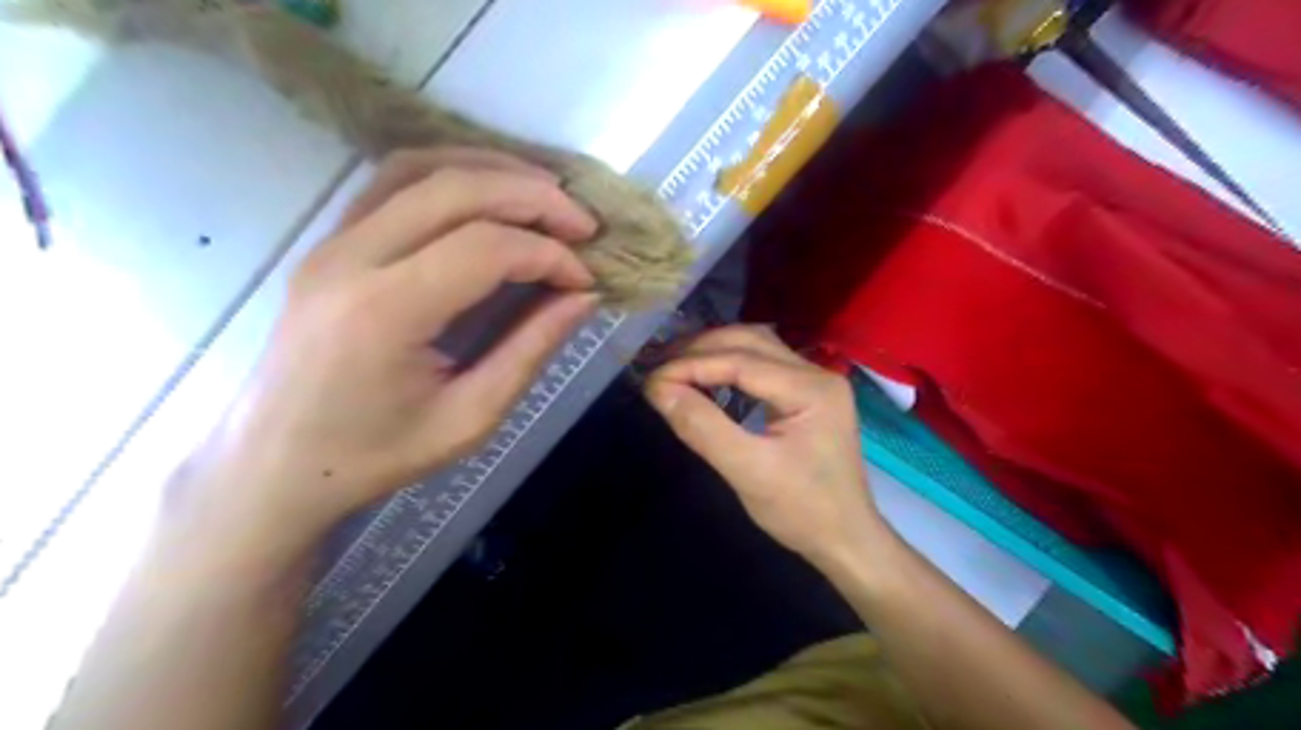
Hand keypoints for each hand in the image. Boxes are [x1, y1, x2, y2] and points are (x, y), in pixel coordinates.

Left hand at [176, 149, 598, 554]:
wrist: (274, 464)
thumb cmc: (375, 454)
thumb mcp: (470, 418)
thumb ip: (530, 349)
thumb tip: (583, 297)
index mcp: (385, 312)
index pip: (485, 248)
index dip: (549, 254)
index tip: (586, 279)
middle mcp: (351, 258)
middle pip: (455, 190)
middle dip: (533, 197)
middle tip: (583, 223)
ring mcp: (331, 242)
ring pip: (421, 168)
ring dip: (493, 171)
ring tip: (546, 196)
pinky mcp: (329, 241)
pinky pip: (394, 181)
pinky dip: (452, 174)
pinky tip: (489, 194)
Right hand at [645, 329, 889, 565]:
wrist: (845, 540)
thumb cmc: (802, 511)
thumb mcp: (748, 472)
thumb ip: (703, 427)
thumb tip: (659, 389)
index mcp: (811, 389)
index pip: (741, 361)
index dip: (691, 364)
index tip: (651, 379)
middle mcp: (816, 373)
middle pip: (750, 341)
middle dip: (700, 349)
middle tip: (657, 365)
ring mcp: (814, 381)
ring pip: (756, 347)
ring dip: (713, 351)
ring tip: (674, 365)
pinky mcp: (806, 393)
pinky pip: (762, 364)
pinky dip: (728, 364)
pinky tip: (706, 376)